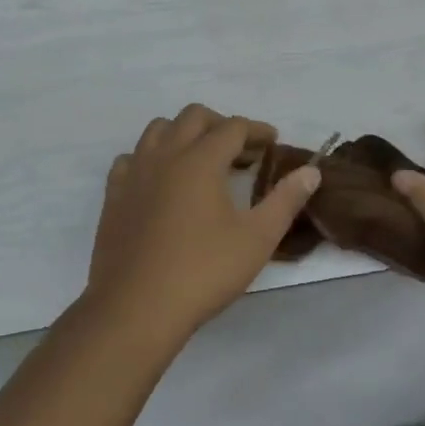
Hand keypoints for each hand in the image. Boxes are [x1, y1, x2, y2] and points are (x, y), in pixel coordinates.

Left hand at [85, 104, 320, 347]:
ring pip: (159, 129)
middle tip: (241, 152)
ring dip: (184, 134)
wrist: (135, 308)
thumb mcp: (256, 239)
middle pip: (194, 116)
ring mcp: (135, 172)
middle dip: (221, 125)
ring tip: (202, 160)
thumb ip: (285, 200)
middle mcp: (166, 154)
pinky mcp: (113, 194)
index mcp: (201, 159)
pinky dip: (152, 158)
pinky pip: (132, 157)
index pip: (234, 127)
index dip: (257, 131)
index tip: (273, 143)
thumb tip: (311, 171)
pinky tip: (162, 181)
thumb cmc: (202, 272)